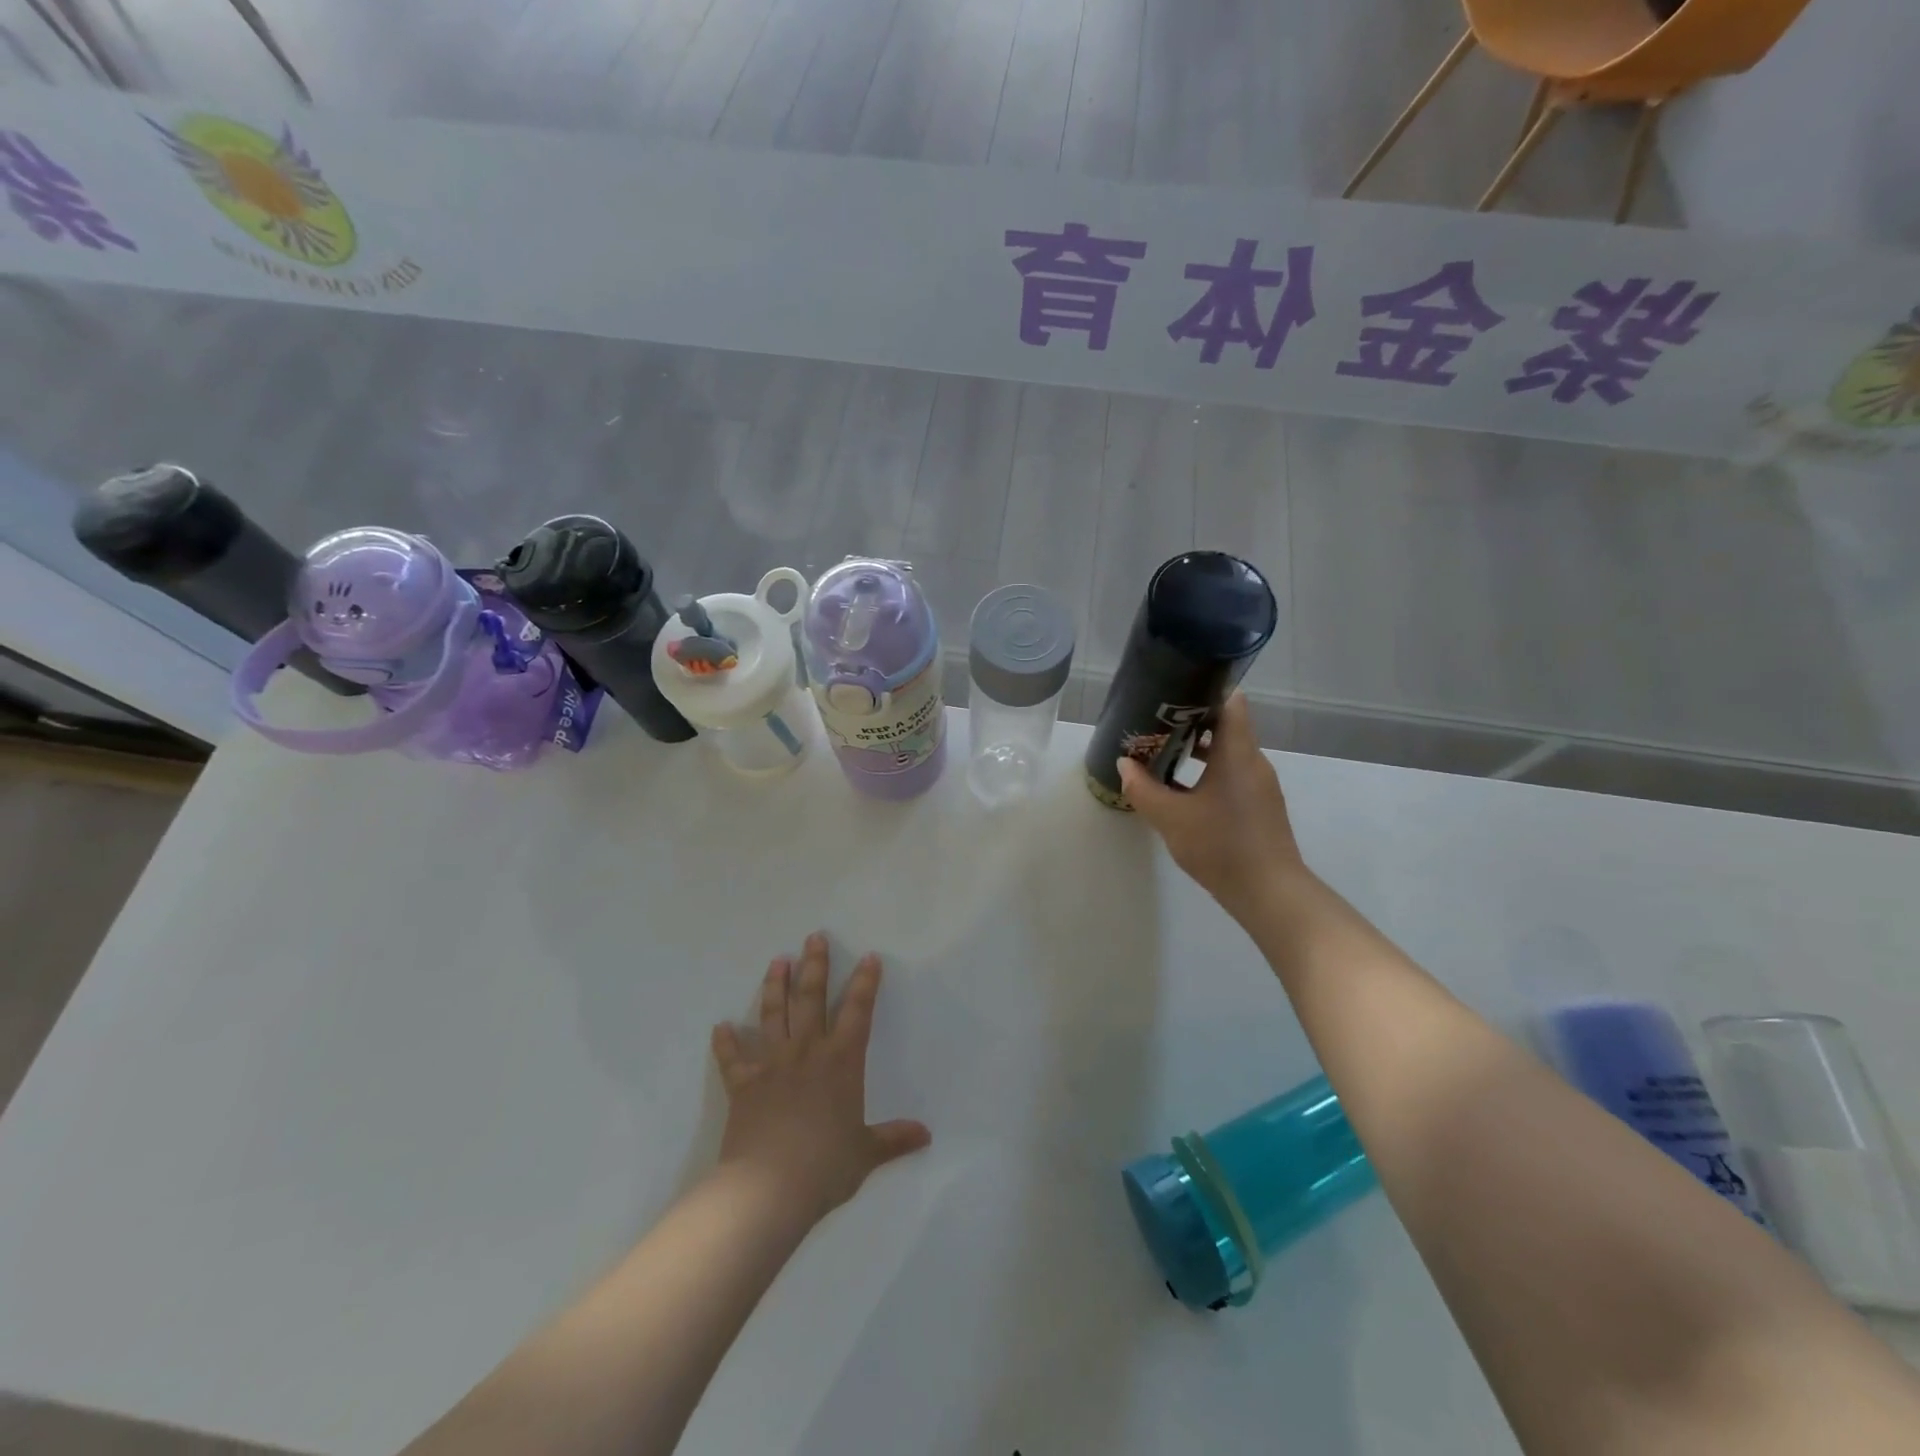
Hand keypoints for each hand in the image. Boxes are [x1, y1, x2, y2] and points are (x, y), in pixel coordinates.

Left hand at [711, 933, 930, 1221]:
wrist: (768, 1188)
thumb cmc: (825, 1166)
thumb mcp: (865, 1153)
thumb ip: (893, 1139)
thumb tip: (926, 1135)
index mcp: (841, 1062)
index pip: (858, 1011)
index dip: (865, 982)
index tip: (868, 957)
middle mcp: (807, 1052)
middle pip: (811, 998)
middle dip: (814, 965)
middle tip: (814, 937)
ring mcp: (772, 1065)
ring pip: (774, 1014)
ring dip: (775, 986)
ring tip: (777, 961)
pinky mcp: (744, 1085)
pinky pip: (733, 1058)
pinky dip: (726, 1042)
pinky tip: (721, 1026)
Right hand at [1117, 693, 1307, 920]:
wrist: (1269, 893)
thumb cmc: (1220, 845)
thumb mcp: (1170, 817)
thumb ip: (1143, 788)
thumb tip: (1124, 764)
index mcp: (1238, 753)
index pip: (1230, 701)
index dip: (1203, 691)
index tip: (1172, 693)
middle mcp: (1253, 761)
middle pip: (1226, 725)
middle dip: (1190, 722)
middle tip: (1155, 724)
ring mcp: (1260, 785)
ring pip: (1228, 753)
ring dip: (1197, 750)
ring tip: (1162, 754)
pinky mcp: (1259, 806)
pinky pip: (1232, 775)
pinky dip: (1208, 773)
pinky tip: (1181, 790)